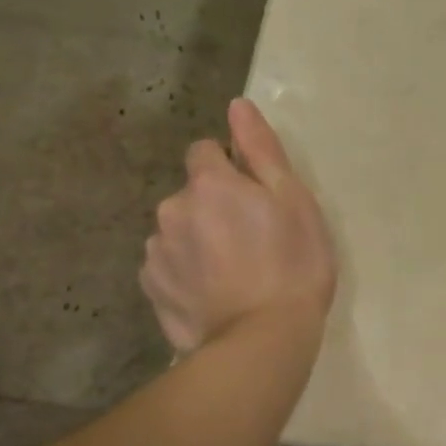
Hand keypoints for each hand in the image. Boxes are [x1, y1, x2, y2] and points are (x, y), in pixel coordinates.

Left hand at [141, 99, 336, 352]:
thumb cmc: (293, 264)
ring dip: (199, 239)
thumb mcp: (294, 201)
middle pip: (192, 194)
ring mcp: (156, 252)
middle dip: (215, 207)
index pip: (205, 151)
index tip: (256, 197)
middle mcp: (171, 209)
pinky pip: (168, 266)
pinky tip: (215, 293)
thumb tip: (237, 106)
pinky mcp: (151, 289)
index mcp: (209, 184)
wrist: (263, 339)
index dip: (231, 168)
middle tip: (254, 241)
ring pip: (178, 230)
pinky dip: (187, 272)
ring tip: (234, 273)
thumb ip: (262, 150)